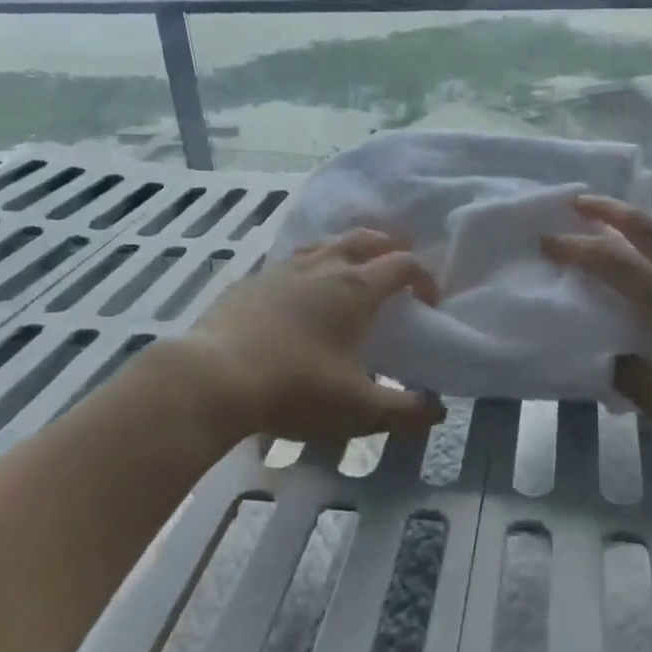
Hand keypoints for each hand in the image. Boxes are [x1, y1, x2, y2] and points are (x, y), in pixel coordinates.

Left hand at [181, 229, 446, 444]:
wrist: (214, 378)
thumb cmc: (295, 388)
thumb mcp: (358, 410)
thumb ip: (403, 411)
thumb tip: (437, 412)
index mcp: (356, 288)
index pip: (402, 265)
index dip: (423, 277)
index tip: (429, 301)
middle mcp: (323, 266)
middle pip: (364, 239)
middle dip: (388, 246)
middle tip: (396, 265)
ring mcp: (283, 269)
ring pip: (325, 243)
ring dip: (347, 249)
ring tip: (351, 268)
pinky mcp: (252, 281)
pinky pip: (291, 262)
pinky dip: (309, 266)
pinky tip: (300, 291)